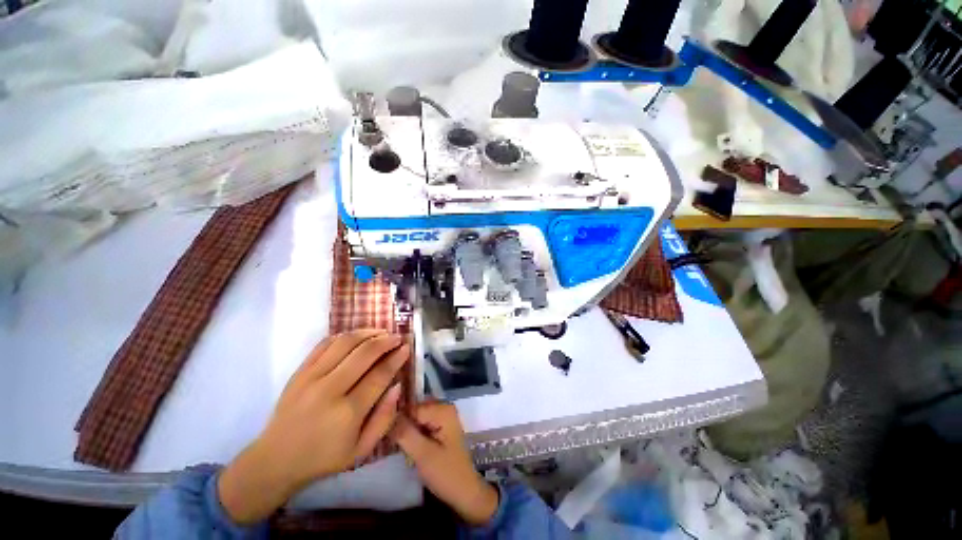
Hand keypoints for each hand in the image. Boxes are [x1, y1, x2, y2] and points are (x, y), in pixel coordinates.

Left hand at [218, 330, 409, 523]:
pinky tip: (357, 336)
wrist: (275, 460)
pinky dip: (344, 336)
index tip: (406, 348)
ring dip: (368, 333)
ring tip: (381, 332)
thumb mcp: (361, 450)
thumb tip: (398, 386)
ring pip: (345, 343)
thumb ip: (385, 418)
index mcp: (348, 412)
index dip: (396, 358)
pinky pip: (324, 344)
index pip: (379, 375)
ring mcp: (311, 377)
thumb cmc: (323, 458)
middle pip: (364, 353)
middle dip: (386, 341)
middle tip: (398, 337)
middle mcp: (330, 390)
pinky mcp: (299, 372)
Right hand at [392, 402, 498, 525]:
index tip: (383, 435)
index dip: (396, 421)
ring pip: (415, 419)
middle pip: (414, 411)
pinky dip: (411, 436)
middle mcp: (443, 408)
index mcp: (443, 409)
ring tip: (394, 447)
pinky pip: (420, 425)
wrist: (464, 493)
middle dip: (400, 425)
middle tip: (388, 443)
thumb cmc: (446, 474)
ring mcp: (443, 418)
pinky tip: (405, 448)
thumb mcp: (423, 454)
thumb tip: (387, 414)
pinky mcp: (440, 429)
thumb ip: (405, 433)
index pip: (411, 408)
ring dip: (404, 432)